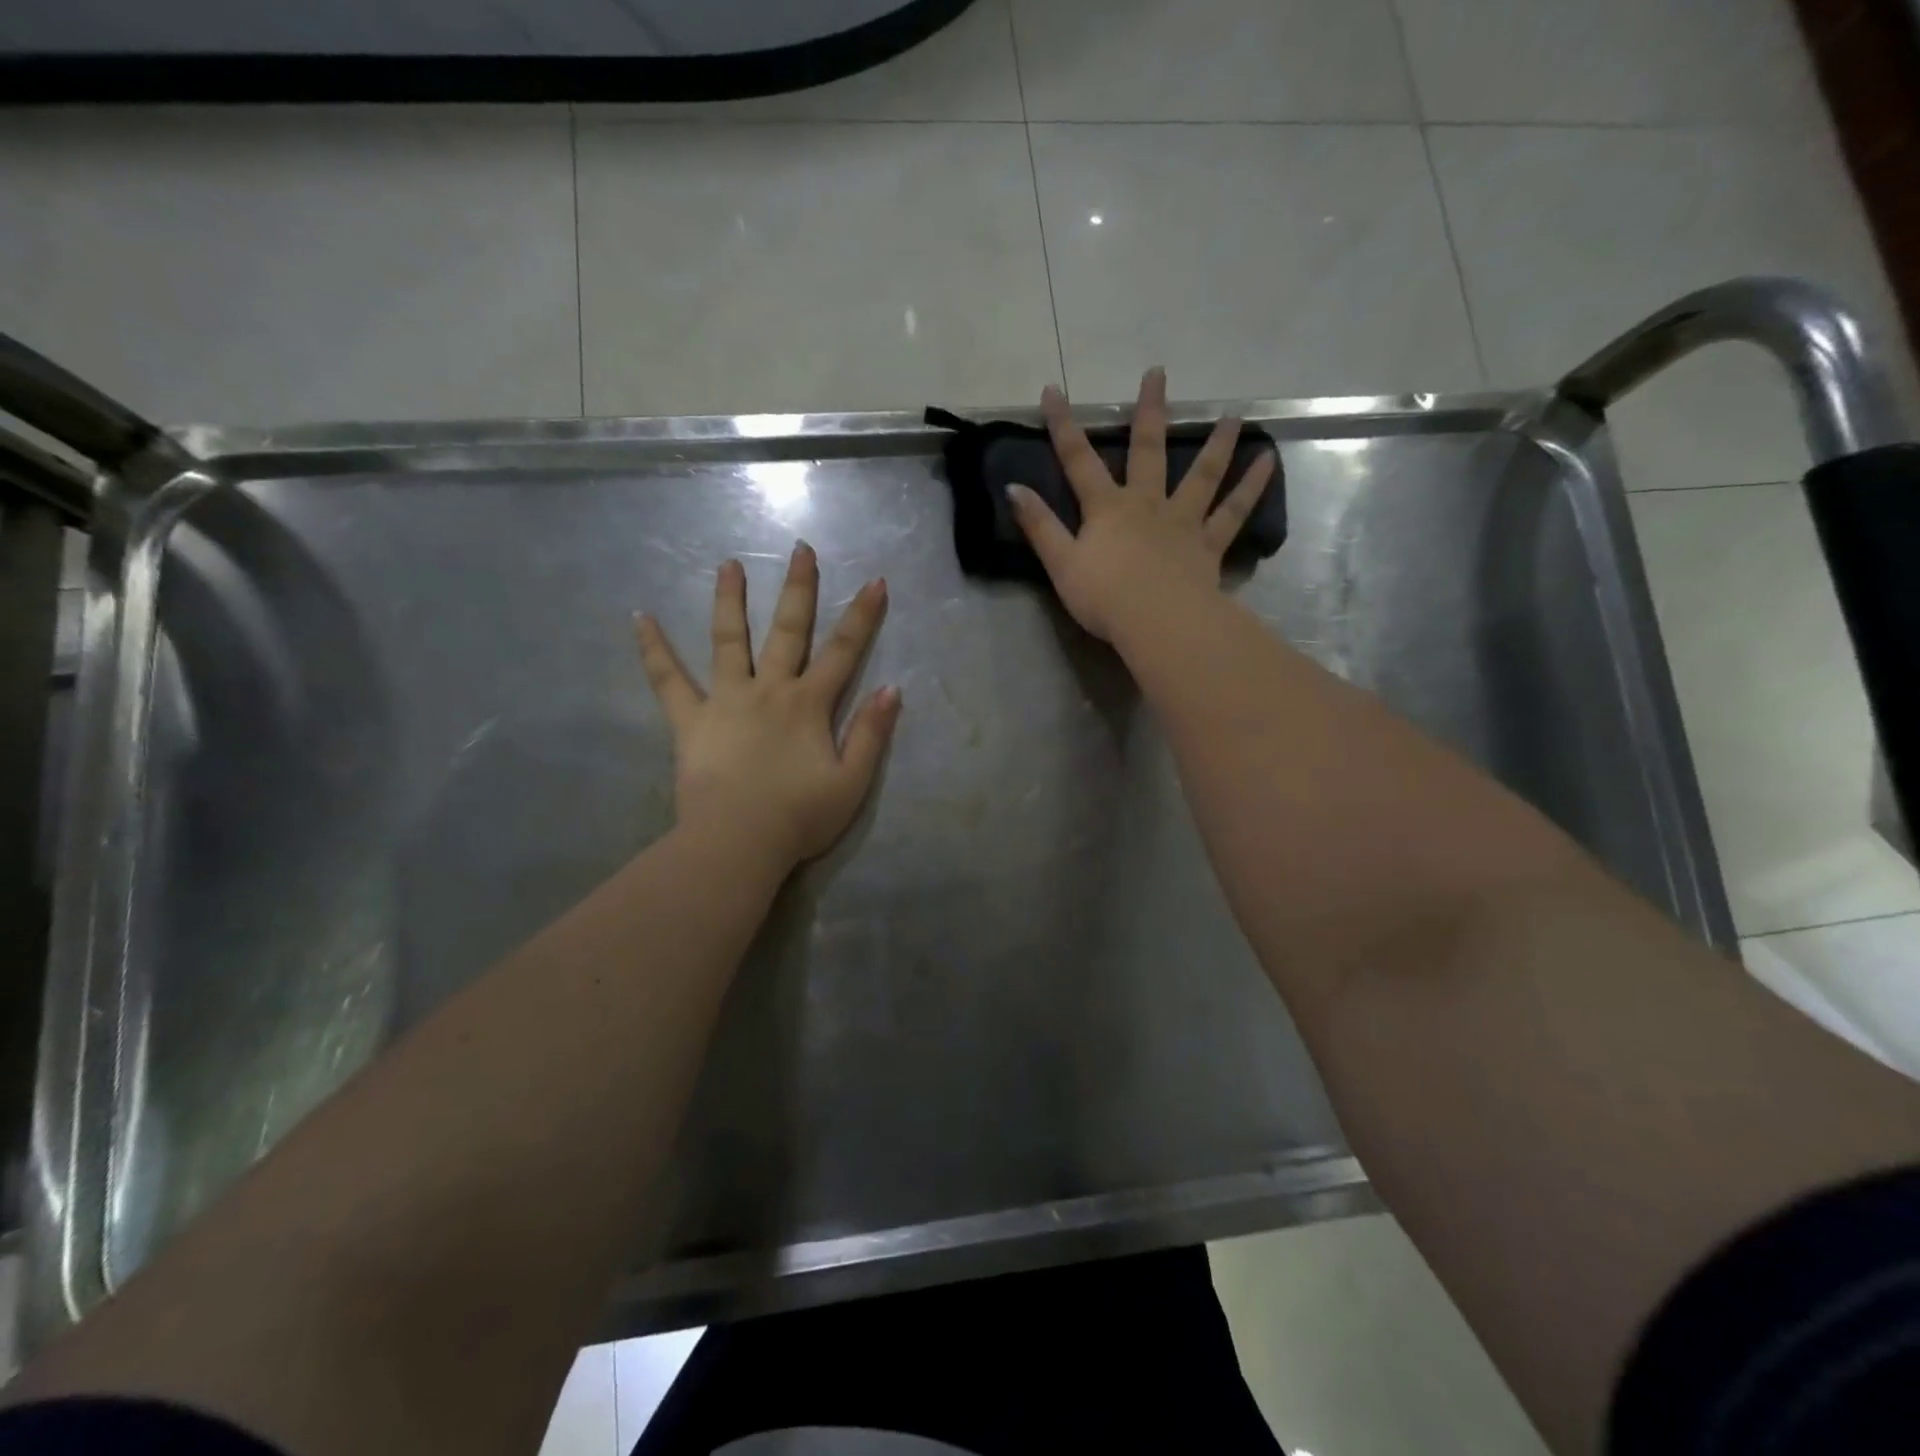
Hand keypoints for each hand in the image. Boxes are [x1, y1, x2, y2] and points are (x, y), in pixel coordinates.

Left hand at [635, 544, 899, 869]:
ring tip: (728, 564)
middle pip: (788, 631)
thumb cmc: (799, 817)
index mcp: (809, 705)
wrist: (737, 842)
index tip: (874, 581)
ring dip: (730, 600)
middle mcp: (769, 690)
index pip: (843, 652)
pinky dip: (653, 649)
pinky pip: (668, 680)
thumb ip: (871, 734)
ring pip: (729, 640)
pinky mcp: (690, 720)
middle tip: (800, 549)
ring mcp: (726, 700)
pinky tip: (639, 618)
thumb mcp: (852, 782)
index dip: (862, 616)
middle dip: (799, 588)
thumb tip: (892, 689)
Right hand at [1006, 366, 1275, 642]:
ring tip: (1233, 415)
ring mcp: (1182, 522)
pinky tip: (1268, 461)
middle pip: (1148, 451)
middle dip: (1149, 412)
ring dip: (1217, 442)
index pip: (1078, 461)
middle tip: (1158, 373)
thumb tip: (1014, 488)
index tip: (1053, 390)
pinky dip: (1251, 486)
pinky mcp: (1209, 545)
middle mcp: (1147, 504)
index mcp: (1107, 509)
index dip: (1063, 426)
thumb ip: (1039, 526)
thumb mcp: (1061, 563)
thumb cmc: (1104, 597)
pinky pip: (1234, 512)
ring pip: (1202, 474)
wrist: (1158, 621)